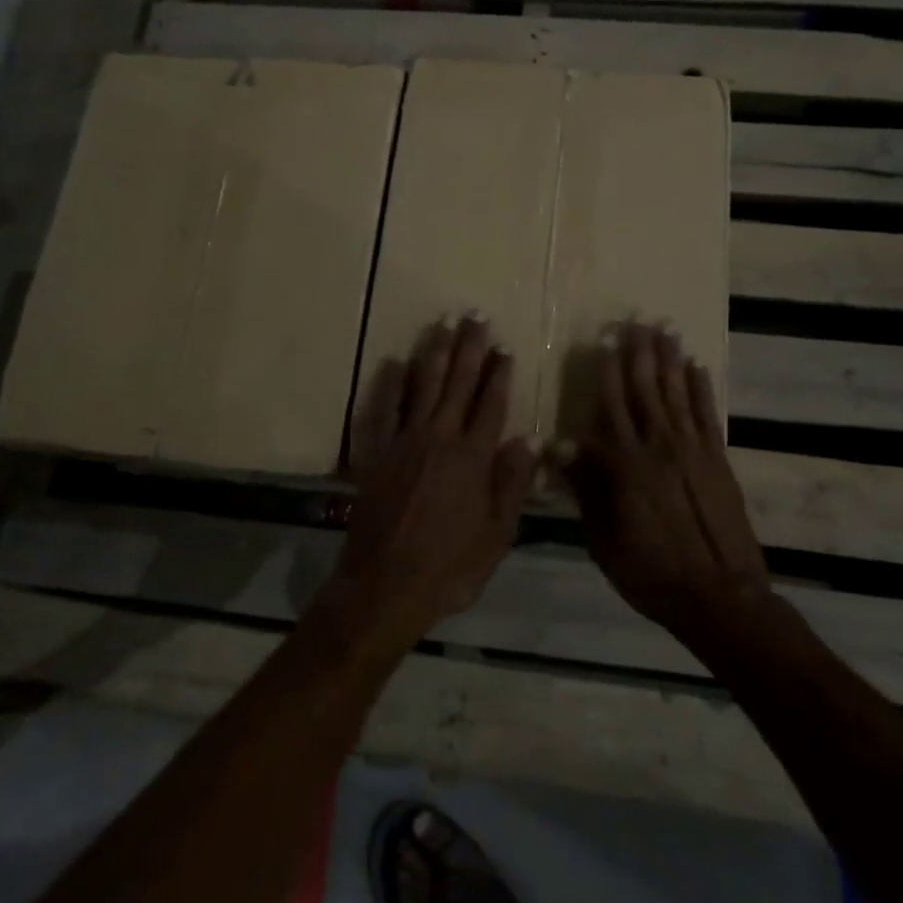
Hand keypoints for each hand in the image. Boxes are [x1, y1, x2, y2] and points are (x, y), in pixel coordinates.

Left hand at [325, 316, 537, 652]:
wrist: (385, 585)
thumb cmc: (450, 567)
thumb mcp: (497, 535)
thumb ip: (511, 484)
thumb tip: (527, 440)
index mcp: (473, 457)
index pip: (491, 404)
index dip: (499, 374)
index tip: (505, 348)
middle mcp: (440, 438)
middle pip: (458, 383)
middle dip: (469, 348)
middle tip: (475, 316)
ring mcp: (404, 441)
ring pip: (423, 386)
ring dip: (435, 352)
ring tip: (443, 324)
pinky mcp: (376, 453)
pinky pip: (383, 410)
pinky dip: (389, 384)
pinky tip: (394, 362)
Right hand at [555, 323, 770, 638]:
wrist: (718, 597)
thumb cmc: (649, 572)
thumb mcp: (602, 539)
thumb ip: (584, 489)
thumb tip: (558, 448)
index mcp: (624, 465)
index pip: (610, 405)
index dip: (606, 371)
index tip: (604, 341)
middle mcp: (657, 446)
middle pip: (644, 389)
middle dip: (638, 353)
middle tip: (636, 321)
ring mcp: (692, 450)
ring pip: (676, 393)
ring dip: (669, 359)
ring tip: (665, 329)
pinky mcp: (718, 460)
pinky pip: (707, 415)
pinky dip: (702, 389)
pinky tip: (697, 366)